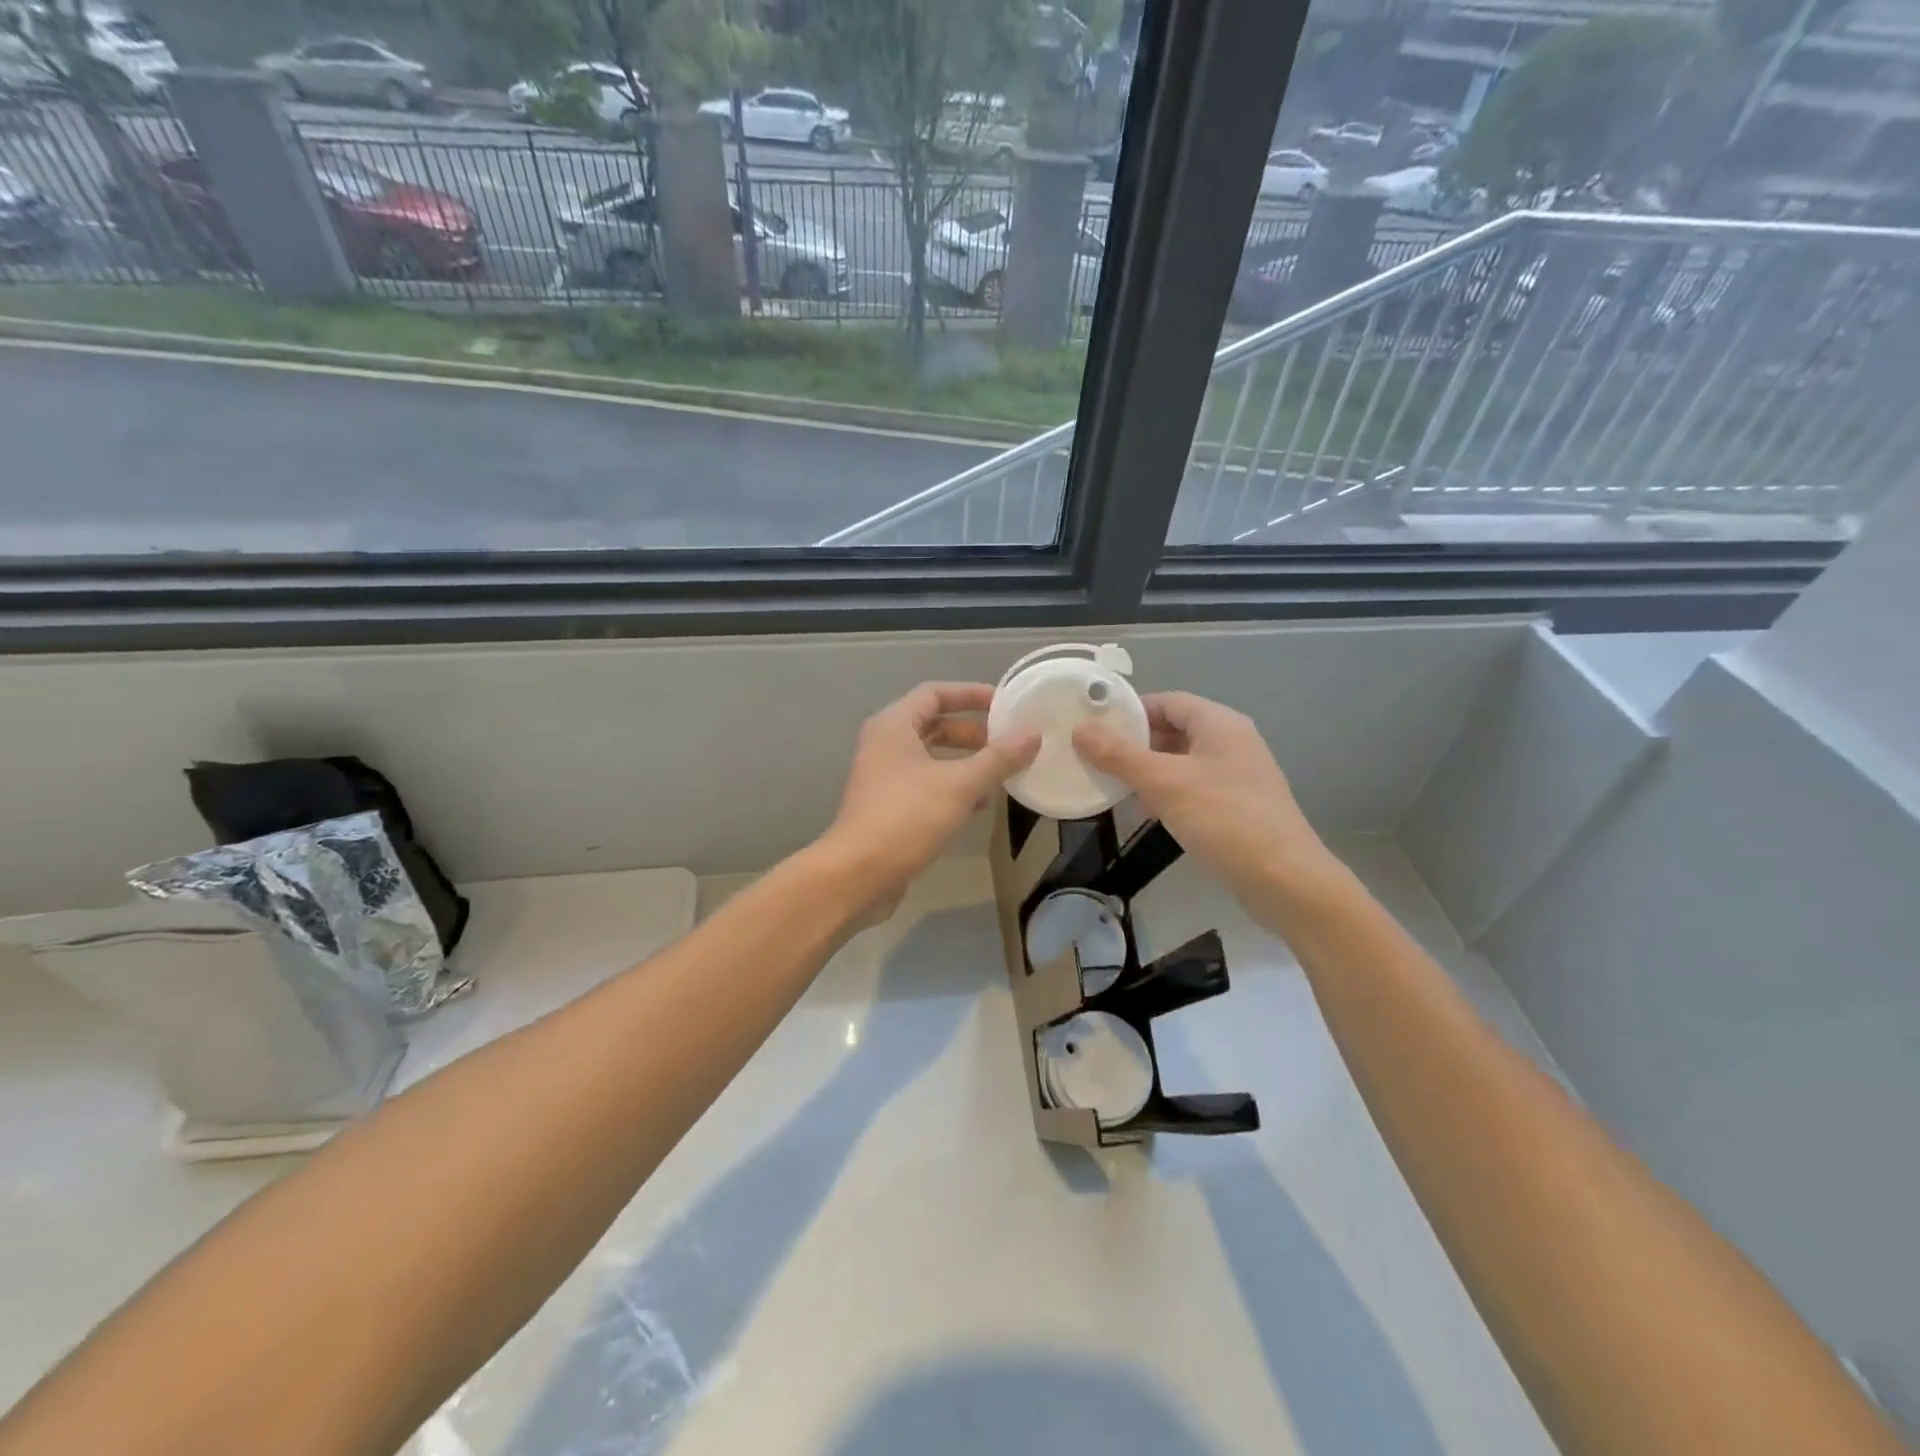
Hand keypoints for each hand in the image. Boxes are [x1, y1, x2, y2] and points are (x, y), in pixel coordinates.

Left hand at [820, 683, 1039, 919]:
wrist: (858, 873)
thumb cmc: (907, 817)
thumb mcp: (960, 785)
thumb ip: (998, 758)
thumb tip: (1033, 734)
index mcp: (894, 725)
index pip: (935, 693)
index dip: (971, 694)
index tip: (1005, 704)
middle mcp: (885, 744)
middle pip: (934, 724)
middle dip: (972, 732)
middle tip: (1007, 742)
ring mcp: (884, 776)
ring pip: (931, 757)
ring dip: (965, 761)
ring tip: (1001, 772)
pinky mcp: (888, 805)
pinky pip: (926, 783)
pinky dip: (953, 786)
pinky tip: (979, 804)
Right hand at [1074, 692, 1337, 909]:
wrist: (1285, 881)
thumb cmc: (1224, 819)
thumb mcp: (1165, 783)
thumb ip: (1120, 755)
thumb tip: (1080, 730)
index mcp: (1219, 724)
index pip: (1168, 701)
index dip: (1130, 709)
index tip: (1094, 724)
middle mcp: (1231, 743)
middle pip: (1174, 730)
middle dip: (1134, 742)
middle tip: (1094, 756)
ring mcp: (1236, 777)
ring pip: (1181, 762)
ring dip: (1147, 770)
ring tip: (1110, 782)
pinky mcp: (1236, 808)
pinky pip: (1192, 789)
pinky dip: (1166, 793)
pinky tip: (1144, 810)